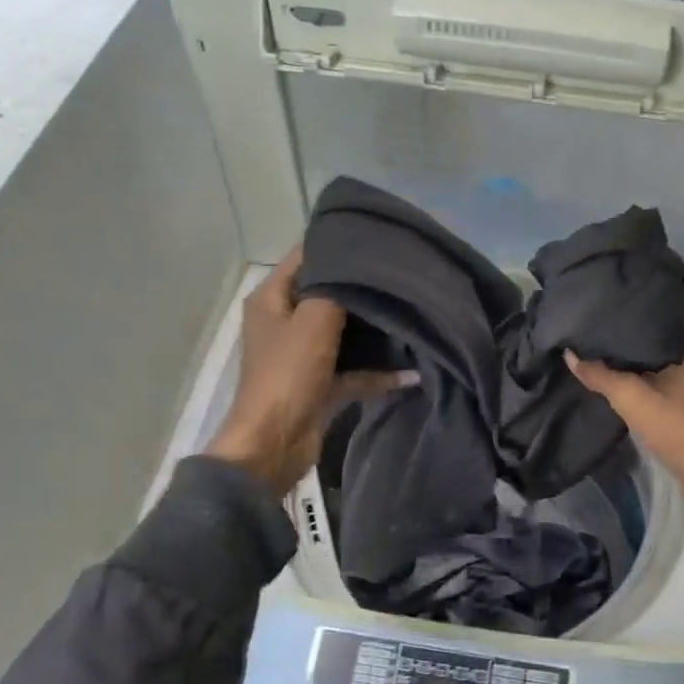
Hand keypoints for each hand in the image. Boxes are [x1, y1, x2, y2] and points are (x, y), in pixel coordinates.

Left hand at [207, 249, 414, 495]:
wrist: (274, 445)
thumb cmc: (288, 374)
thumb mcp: (314, 321)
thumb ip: (338, 288)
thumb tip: (362, 262)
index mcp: (272, 299)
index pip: (305, 257)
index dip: (336, 244)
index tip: (376, 238)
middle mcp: (285, 321)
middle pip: (328, 293)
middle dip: (362, 286)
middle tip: (401, 273)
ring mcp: (302, 354)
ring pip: (344, 331)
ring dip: (373, 328)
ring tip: (411, 309)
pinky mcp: (320, 383)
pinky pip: (354, 369)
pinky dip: (378, 370)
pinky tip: (411, 371)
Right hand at [567, 307, 683, 538]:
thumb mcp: (636, 401)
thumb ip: (601, 375)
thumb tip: (570, 354)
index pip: (672, 301)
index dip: (642, 298)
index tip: (612, 298)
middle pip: (670, 326)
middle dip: (638, 325)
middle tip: (601, 321)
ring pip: (673, 351)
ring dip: (645, 352)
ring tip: (606, 344)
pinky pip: (676, 372)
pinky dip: (654, 372)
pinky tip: (626, 376)